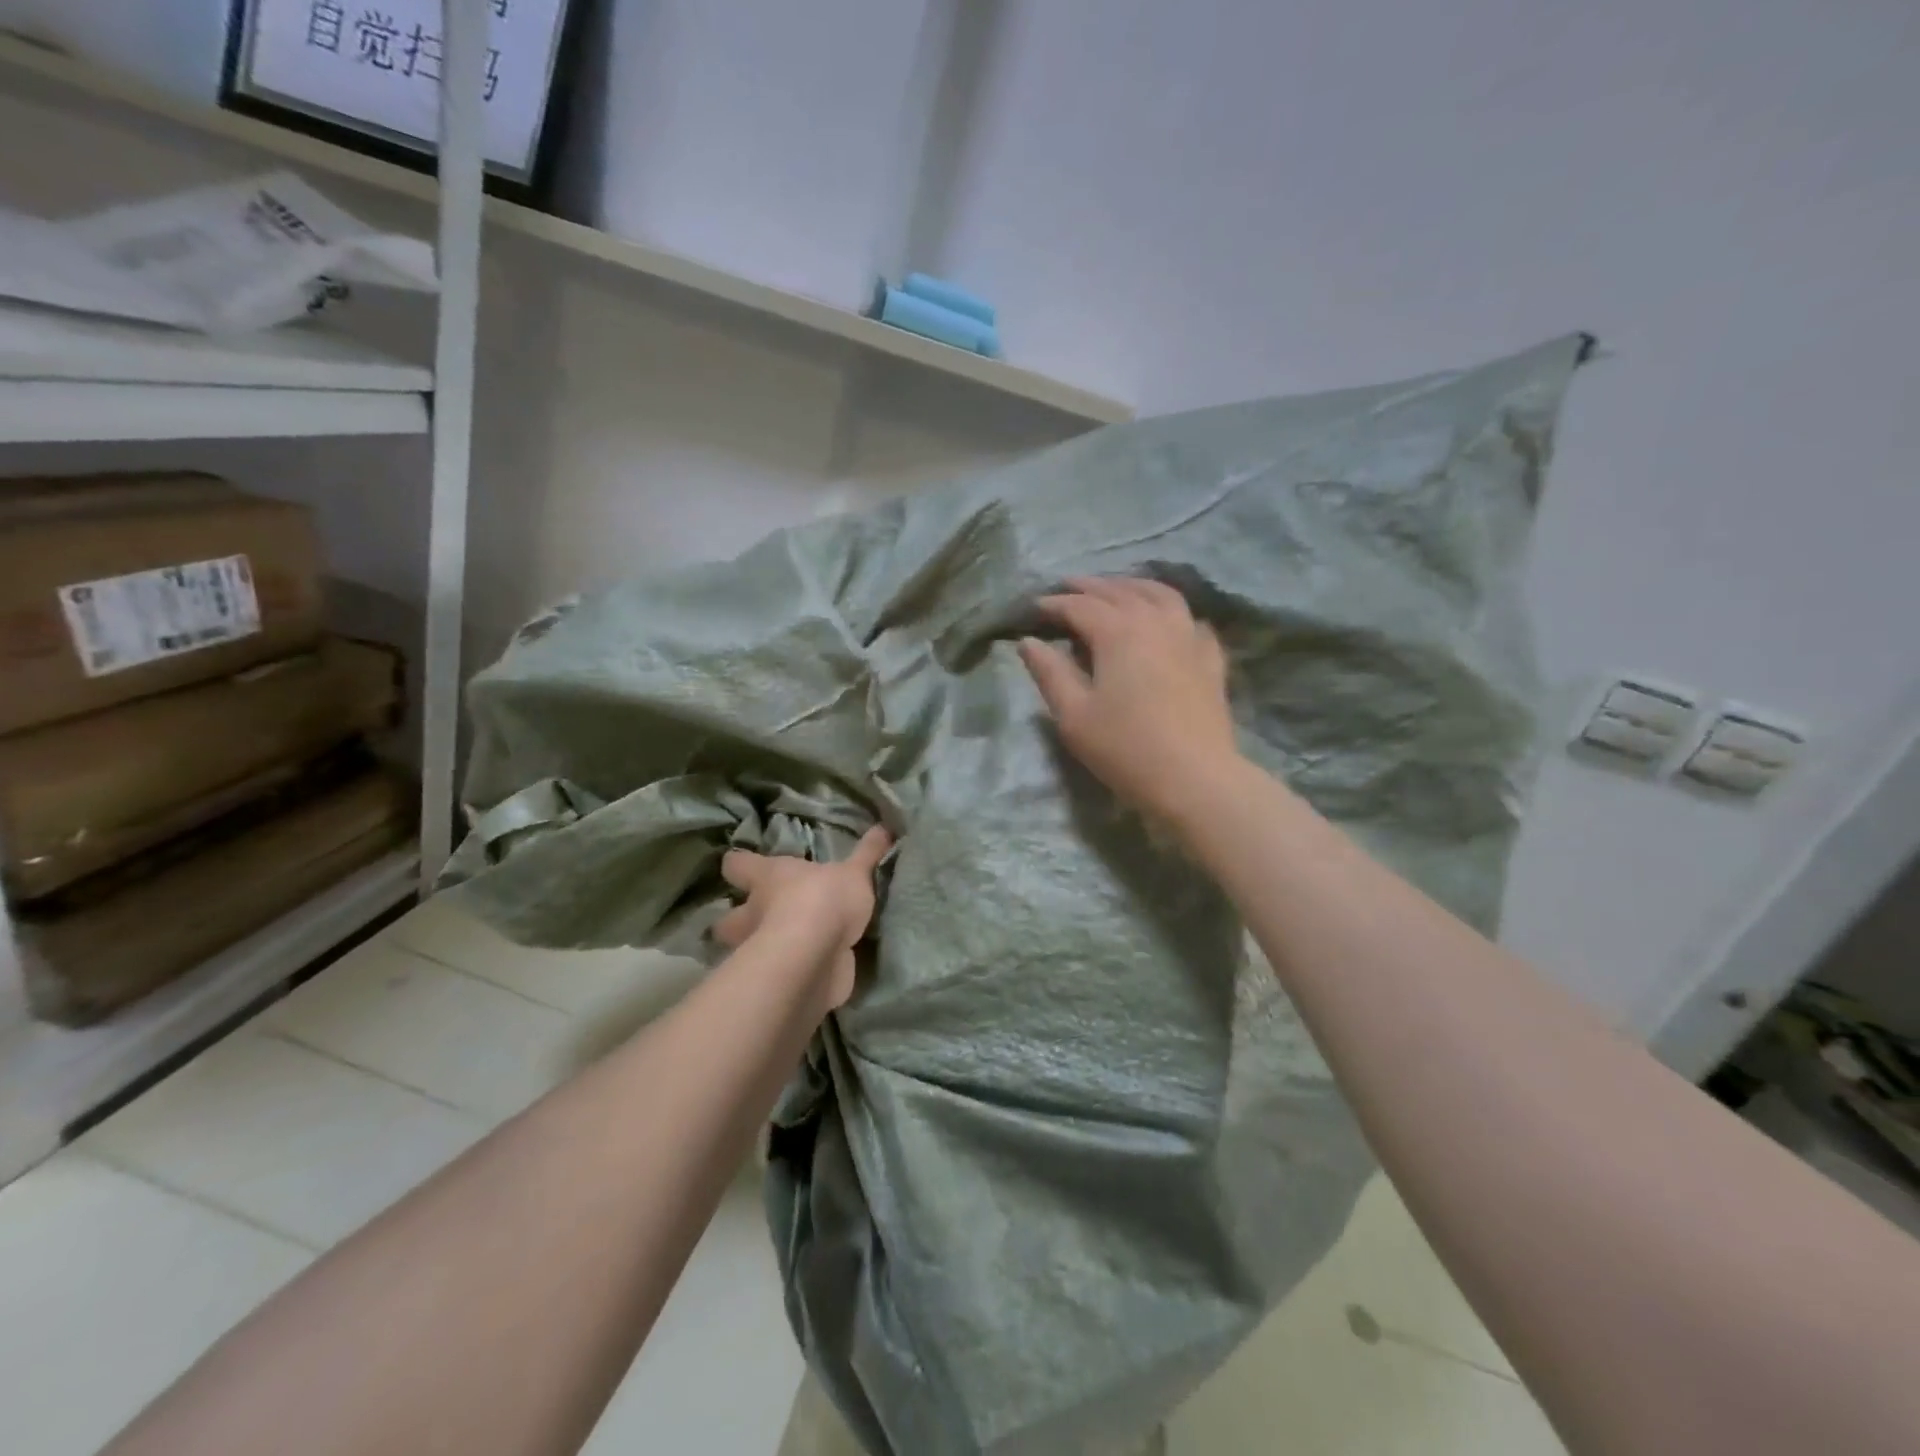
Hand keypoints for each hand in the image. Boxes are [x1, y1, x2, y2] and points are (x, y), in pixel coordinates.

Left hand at [714, 826, 892, 1009]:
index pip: (737, 864)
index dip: (739, 864)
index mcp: (766, 878)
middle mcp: (753, 914)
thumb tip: (884, 826)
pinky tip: (803, 973)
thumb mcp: (854, 872)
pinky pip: (777, 976)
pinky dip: (787, 975)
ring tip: (782, 948)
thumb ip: (867, 853)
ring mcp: (760, 952)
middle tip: (758, 918)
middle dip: (737, 919)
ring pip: (744, 952)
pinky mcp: (775, 980)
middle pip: (726, 918)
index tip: (741, 865)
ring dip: (759, 950)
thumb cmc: (824, 901)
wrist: (817, 956)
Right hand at [1018, 576, 1240, 823]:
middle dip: (1090, 587)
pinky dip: (1170, 610)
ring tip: (1116, 589)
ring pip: (1160, 595)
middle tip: (1068, 586)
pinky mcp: (1210, 658)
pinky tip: (1166, 620)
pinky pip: (1189, 619)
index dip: (1054, 604)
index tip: (1034, 607)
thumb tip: (1028, 642)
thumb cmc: (1124, 748)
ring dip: (1132, 586)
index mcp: (1118, 632)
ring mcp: (1188, 636)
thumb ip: (1049, 673)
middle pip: (1119, 591)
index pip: (1080, 606)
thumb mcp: (1073, 715)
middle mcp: (1155, 622)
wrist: (1193, 778)